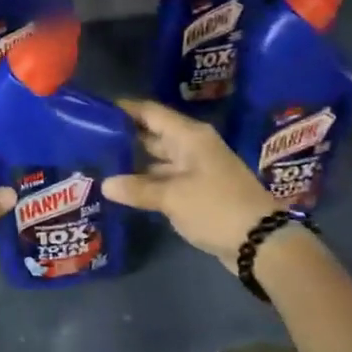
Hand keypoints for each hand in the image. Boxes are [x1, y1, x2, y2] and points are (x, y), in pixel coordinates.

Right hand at [102, 99, 280, 267]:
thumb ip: (138, 189)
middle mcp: (192, 146)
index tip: (95, 111)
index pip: (150, 112)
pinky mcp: (198, 190)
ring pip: (158, 159)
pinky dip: (147, 182)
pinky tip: (124, 189)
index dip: (124, 109)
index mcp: (189, 136)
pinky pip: (166, 179)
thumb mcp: (173, 198)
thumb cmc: (216, 208)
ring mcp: (196, 169)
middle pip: (153, 134)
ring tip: (100, 164)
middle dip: (125, 137)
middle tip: (90, 140)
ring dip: (134, 163)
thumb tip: (105, 184)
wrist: (261, 242)